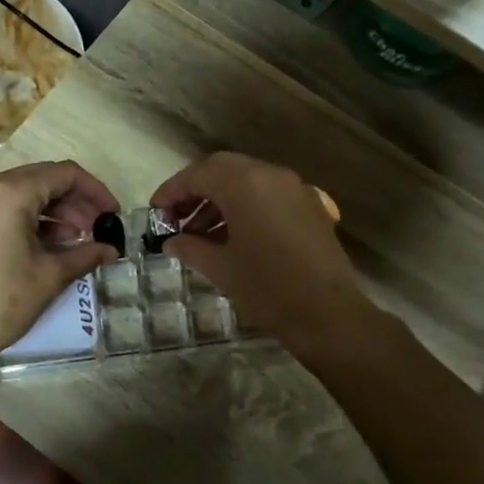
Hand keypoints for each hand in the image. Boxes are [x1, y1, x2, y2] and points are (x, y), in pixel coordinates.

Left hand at [0, 160, 118, 365]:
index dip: (95, 191)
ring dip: (53, 211)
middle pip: (43, 179)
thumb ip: (85, 255)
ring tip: (76, 240)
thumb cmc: (0, 302)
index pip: (64, 174)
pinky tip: (48, 244)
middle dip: (75, 201)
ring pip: (23, 192)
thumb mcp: (49, 276)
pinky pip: (4, 206)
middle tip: (97, 229)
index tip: (113, 214)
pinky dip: (29, 218)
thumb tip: (111, 250)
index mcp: (10, 192)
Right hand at [151, 152, 378, 358]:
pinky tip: (231, 235)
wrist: (328, 315)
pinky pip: (268, 193)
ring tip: (199, 232)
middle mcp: (271, 175)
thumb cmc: (267, 289)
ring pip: (247, 179)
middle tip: (175, 217)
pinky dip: (245, 204)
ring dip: (220, 198)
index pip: (198, 175)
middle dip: (195, 189)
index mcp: (245, 184)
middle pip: (223, 169)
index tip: (155, 211)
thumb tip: (172, 241)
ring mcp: (295, 188)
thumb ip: (190, 247)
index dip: (172, 191)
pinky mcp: (310, 205)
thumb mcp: (220, 268)